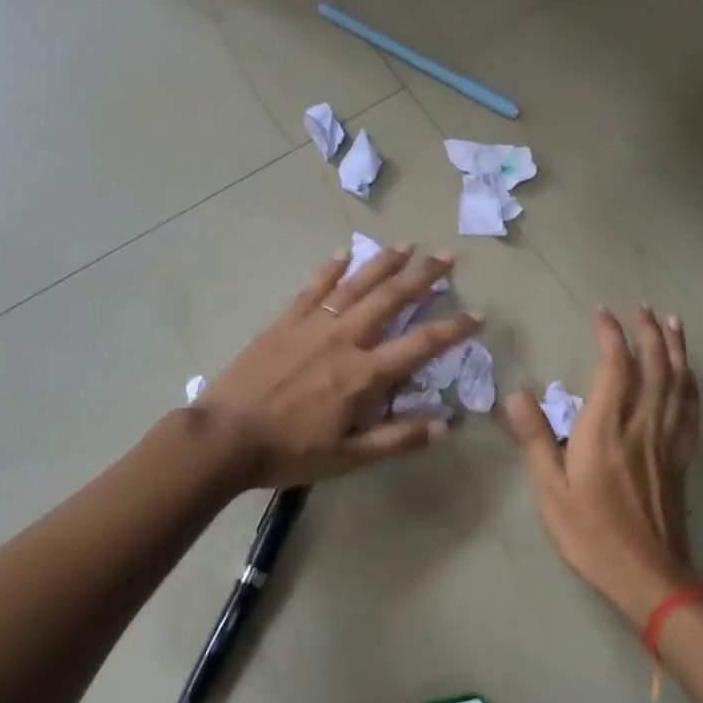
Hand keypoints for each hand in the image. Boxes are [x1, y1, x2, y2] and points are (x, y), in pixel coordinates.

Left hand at [198, 244, 481, 489]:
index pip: (420, 344)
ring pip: (356, 285)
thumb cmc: (289, 452)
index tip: (477, 315)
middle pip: (391, 299)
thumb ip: (397, 439)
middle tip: (447, 257)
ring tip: (407, 245)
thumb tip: (445, 424)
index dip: (453, 329)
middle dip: (423, 276)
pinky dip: (331, 268)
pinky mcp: (285, 322)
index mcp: (364, 374)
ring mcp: (312, 325)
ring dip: (384, 263)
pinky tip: (344, 252)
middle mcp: (344, 339)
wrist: (224, 437)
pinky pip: (313, 288)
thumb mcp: (349, 457)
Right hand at [506, 304, 702, 623]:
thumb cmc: (590, 533)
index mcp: (605, 430)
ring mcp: (667, 441)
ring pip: (678, 383)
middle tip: (641, 308)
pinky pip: (691, 411)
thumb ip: (535, 439)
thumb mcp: (550, 491)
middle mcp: (641, 426)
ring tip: (671, 322)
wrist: (648, 575)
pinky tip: (689, 374)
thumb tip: (516, 394)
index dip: (610, 335)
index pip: (615, 368)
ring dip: (676, 348)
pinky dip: (691, 383)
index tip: (601, 313)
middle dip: (648, 332)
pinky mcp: (681, 458)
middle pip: (654, 367)